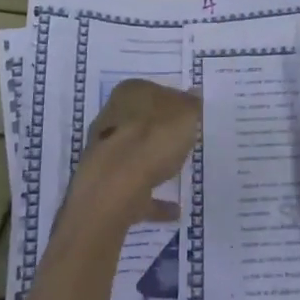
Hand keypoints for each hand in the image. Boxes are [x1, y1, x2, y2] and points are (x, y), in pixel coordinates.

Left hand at [63, 79, 200, 230]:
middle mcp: (111, 118)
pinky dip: (153, 198)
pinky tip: (174, 208)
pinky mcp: (106, 184)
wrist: (116, 186)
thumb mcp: (185, 114)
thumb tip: (193, 93)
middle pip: (140, 122)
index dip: (173, 102)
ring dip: (154, 164)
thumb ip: (191, 104)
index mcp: (129, 93)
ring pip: (135, 155)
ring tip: (180, 175)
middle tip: (184, 142)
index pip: (153, 90)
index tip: (190, 117)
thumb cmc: (154, 138)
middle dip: (157, 132)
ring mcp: (105, 153)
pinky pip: (136, 188)